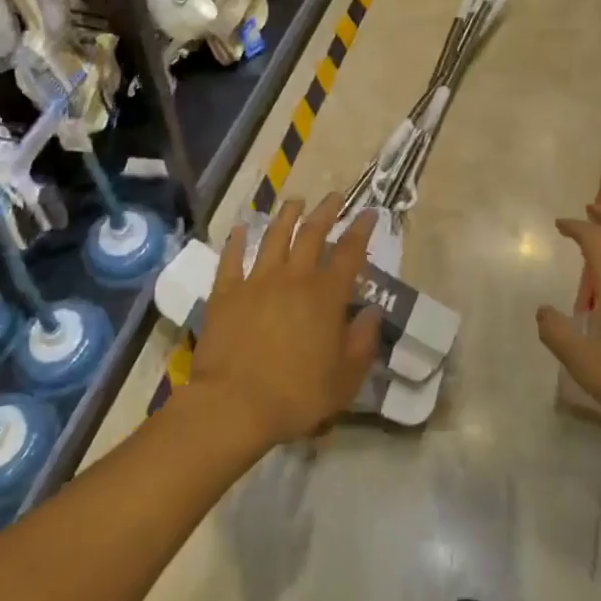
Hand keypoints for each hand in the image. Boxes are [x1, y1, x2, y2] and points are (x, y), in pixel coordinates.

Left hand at [191, 194, 382, 449]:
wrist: (234, 404)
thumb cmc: (297, 395)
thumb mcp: (345, 378)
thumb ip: (362, 342)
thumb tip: (374, 312)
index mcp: (326, 295)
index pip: (349, 253)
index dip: (361, 229)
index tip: (369, 212)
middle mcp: (294, 277)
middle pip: (312, 233)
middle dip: (326, 211)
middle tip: (334, 196)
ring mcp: (257, 280)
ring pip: (274, 237)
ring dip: (287, 216)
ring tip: (295, 201)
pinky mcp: (226, 292)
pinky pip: (232, 259)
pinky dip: (236, 241)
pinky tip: (240, 228)